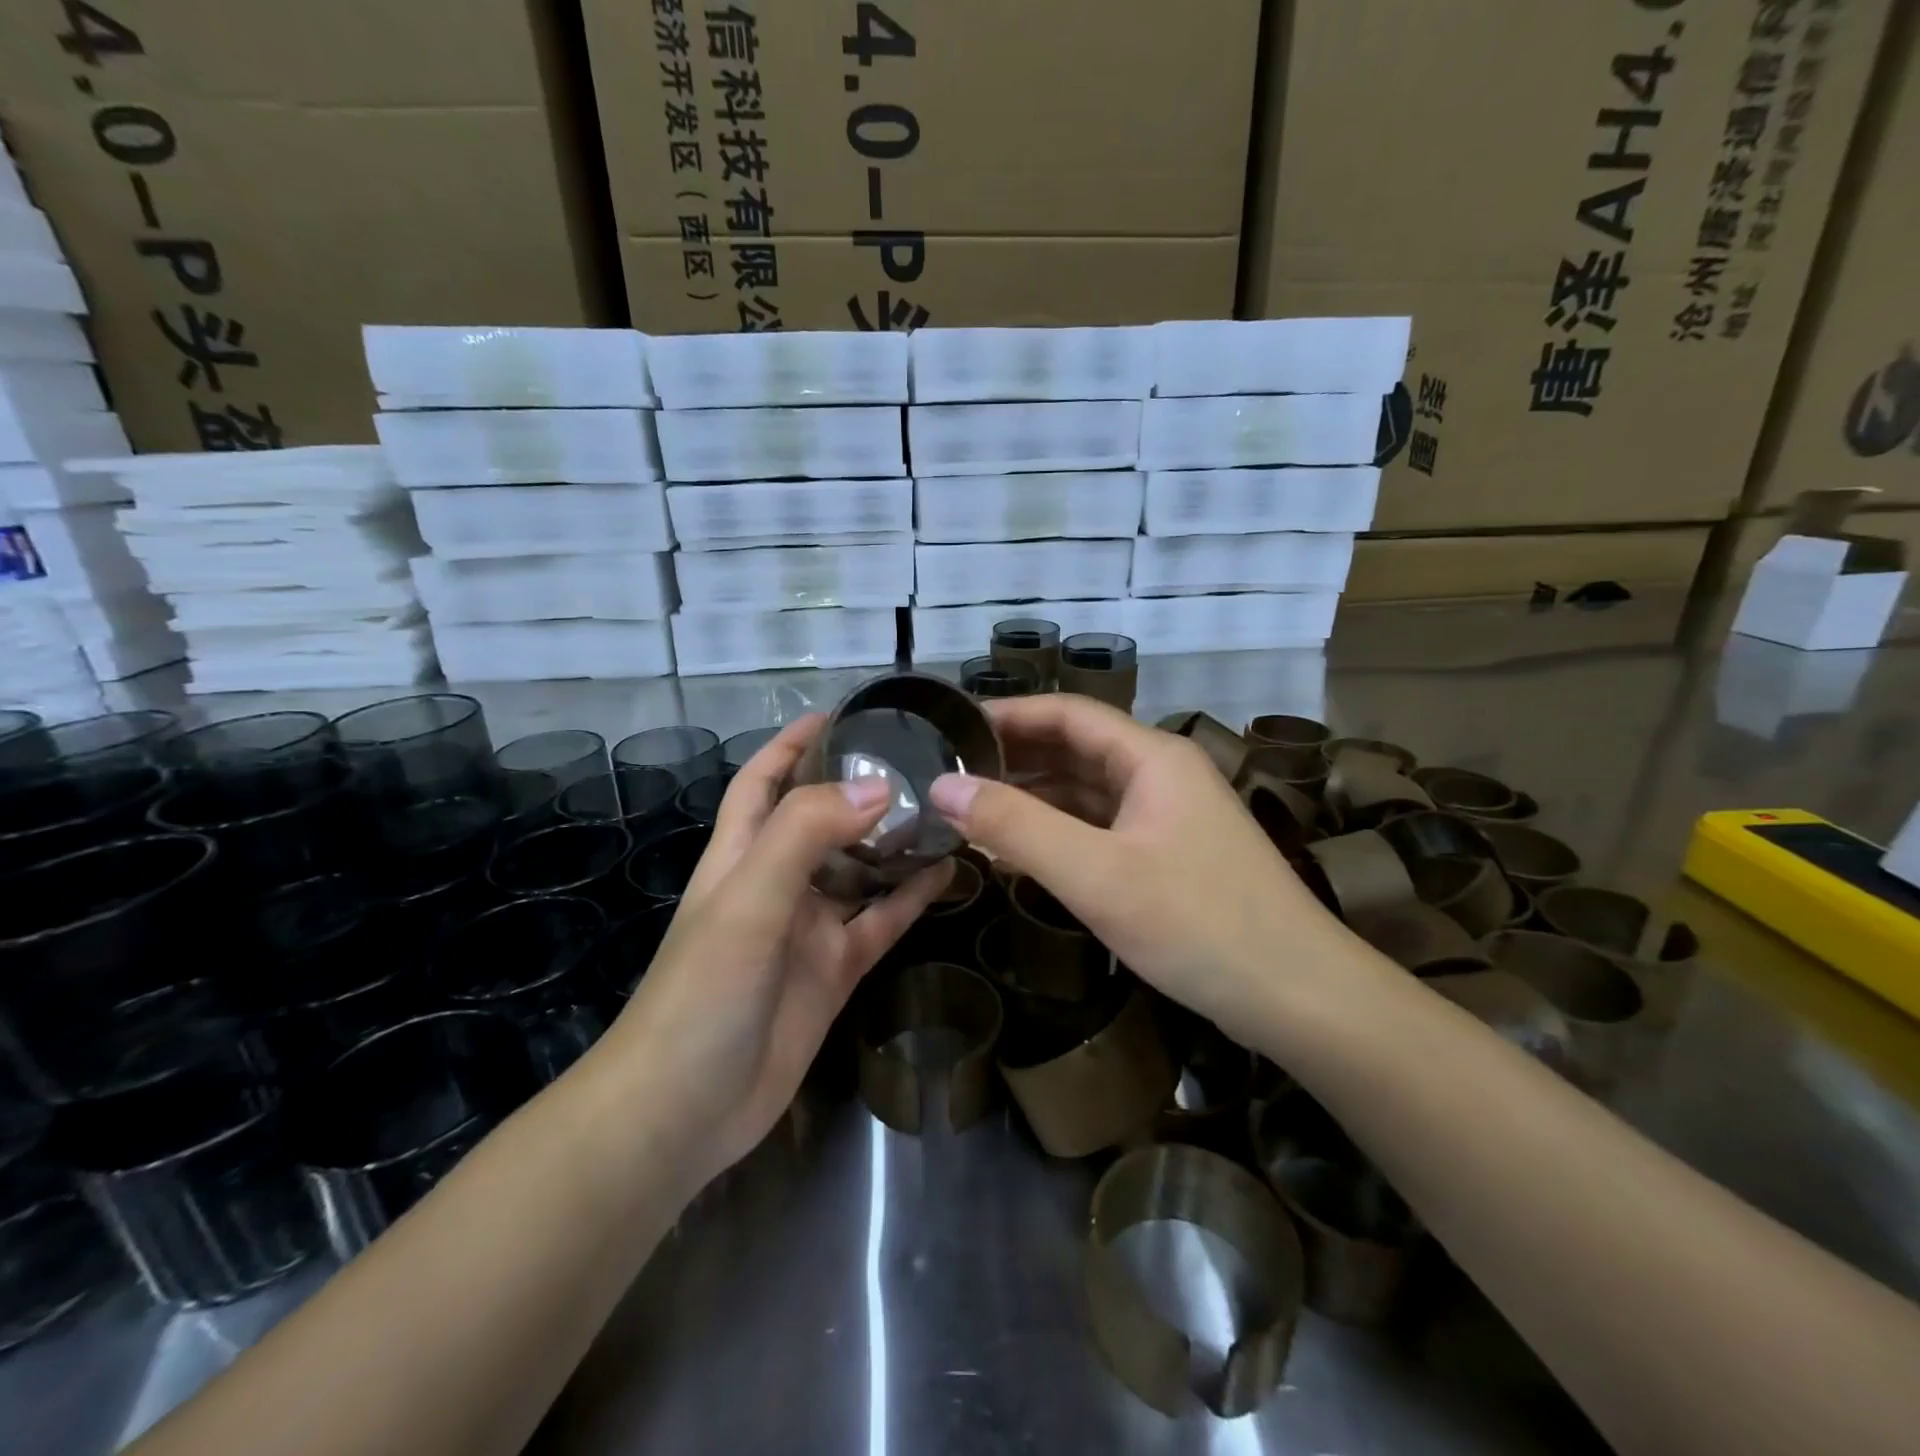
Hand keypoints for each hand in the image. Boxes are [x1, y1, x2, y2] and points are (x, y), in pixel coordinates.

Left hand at [601, 715, 950, 1193]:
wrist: (684, 1111)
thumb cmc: (703, 993)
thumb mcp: (748, 901)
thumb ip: (806, 835)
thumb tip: (879, 788)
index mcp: (741, 854)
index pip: (764, 780)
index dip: (794, 743)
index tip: (843, 713)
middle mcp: (776, 882)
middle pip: (821, 819)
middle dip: (861, 789)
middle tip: (921, 761)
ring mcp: (808, 929)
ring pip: (860, 870)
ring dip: (895, 842)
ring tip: (947, 810)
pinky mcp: (835, 970)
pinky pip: (880, 922)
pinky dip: (911, 898)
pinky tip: (949, 873)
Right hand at [928, 694, 1350, 1031]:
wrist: (1300, 998)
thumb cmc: (1199, 924)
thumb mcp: (1096, 875)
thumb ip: (1016, 827)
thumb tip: (943, 786)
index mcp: (1151, 757)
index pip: (1068, 713)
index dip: (1009, 714)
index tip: (951, 728)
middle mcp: (1161, 774)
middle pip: (1076, 749)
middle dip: (1015, 757)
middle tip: (949, 773)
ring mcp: (1167, 817)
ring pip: (1087, 791)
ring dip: (1033, 797)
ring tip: (970, 808)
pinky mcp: (1168, 856)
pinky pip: (1101, 828)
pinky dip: (1058, 833)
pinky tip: (1019, 851)